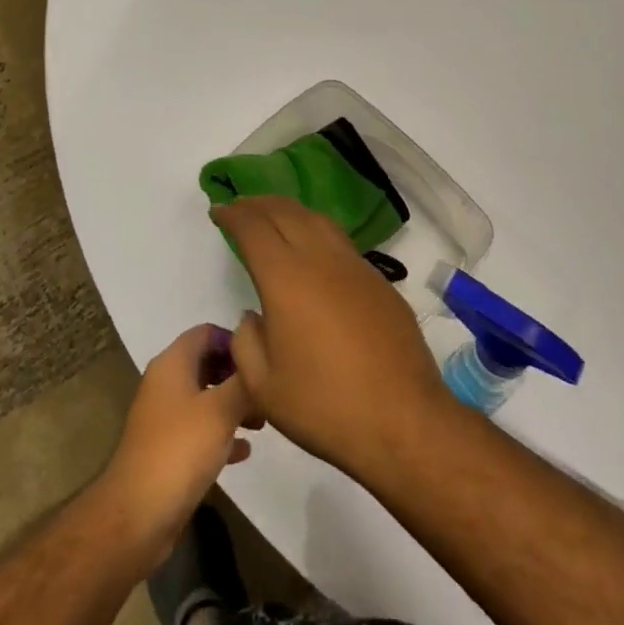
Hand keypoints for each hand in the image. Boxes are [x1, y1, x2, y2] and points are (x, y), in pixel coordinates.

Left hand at [100, 324, 260, 571]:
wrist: (137, 516)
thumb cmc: (180, 450)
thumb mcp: (221, 410)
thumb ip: (244, 381)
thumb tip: (260, 357)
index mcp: (172, 363)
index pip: (206, 332)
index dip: (234, 340)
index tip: (262, 357)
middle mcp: (165, 384)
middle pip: (207, 363)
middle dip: (237, 374)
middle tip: (265, 391)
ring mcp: (164, 418)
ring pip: (205, 397)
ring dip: (233, 404)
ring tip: (261, 421)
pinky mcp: (167, 449)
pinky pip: (199, 429)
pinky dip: (221, 433)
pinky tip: (244, 450)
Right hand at [218, 196, 454, 483]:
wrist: (403, 420)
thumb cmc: (325, 406)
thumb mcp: (263, 387)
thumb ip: (246, 342)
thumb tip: (255, 316)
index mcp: (286, 278)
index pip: (254, 228)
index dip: (234, 214)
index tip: (220, 210)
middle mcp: (321, 260)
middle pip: (286, 212)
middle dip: (259, 204)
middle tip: (241, 205)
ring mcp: (355, 267)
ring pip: (318, 221)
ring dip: (290, 211)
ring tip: (275, 217)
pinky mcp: (380, 282)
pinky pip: (341, 242)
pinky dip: (317, 232)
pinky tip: (314, 251)